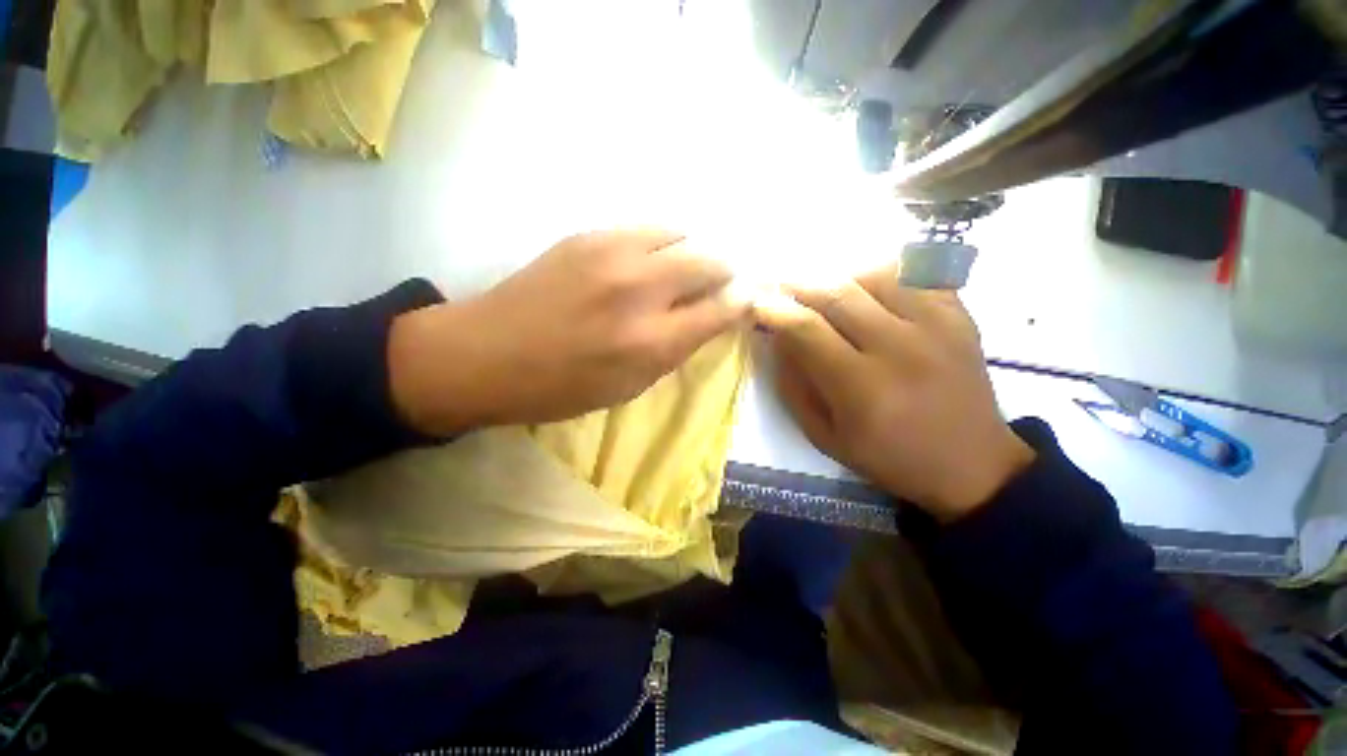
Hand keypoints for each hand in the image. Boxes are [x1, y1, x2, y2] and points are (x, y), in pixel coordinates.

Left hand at [389, 229, 748, 434]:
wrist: (486, 355)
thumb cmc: (560, 388)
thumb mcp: (630, 386)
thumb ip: (675, 349)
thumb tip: (708, 318)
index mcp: (651, 340)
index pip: (722, 309)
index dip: (741, 303)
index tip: (745, 302)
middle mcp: (640, 289)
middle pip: (711, 259)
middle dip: (723, 272)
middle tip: (716, 286)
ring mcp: (613, 253)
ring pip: (681, 234)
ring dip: (692, 253)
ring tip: (680, 272)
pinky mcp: (588, 235)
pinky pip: (646, 229)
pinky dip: (661, 244)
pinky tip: (647, 262)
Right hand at [755, 268, 1033, 520]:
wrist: (971, 464)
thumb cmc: (889, 458)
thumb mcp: (825, 437)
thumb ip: (794, 388)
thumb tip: (778, 342)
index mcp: (862, 388)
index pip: (808, 329)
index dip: (777, 311)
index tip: (759, 304)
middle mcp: (900, 349)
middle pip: (839, 293)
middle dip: (800, 285)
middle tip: (783, 286)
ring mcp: (937, 327)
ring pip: (875, 275)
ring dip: (840, 276)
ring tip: (824, 289)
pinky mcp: (960, 318)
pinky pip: (917, 274)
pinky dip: (884, 273)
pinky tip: (869, 288)